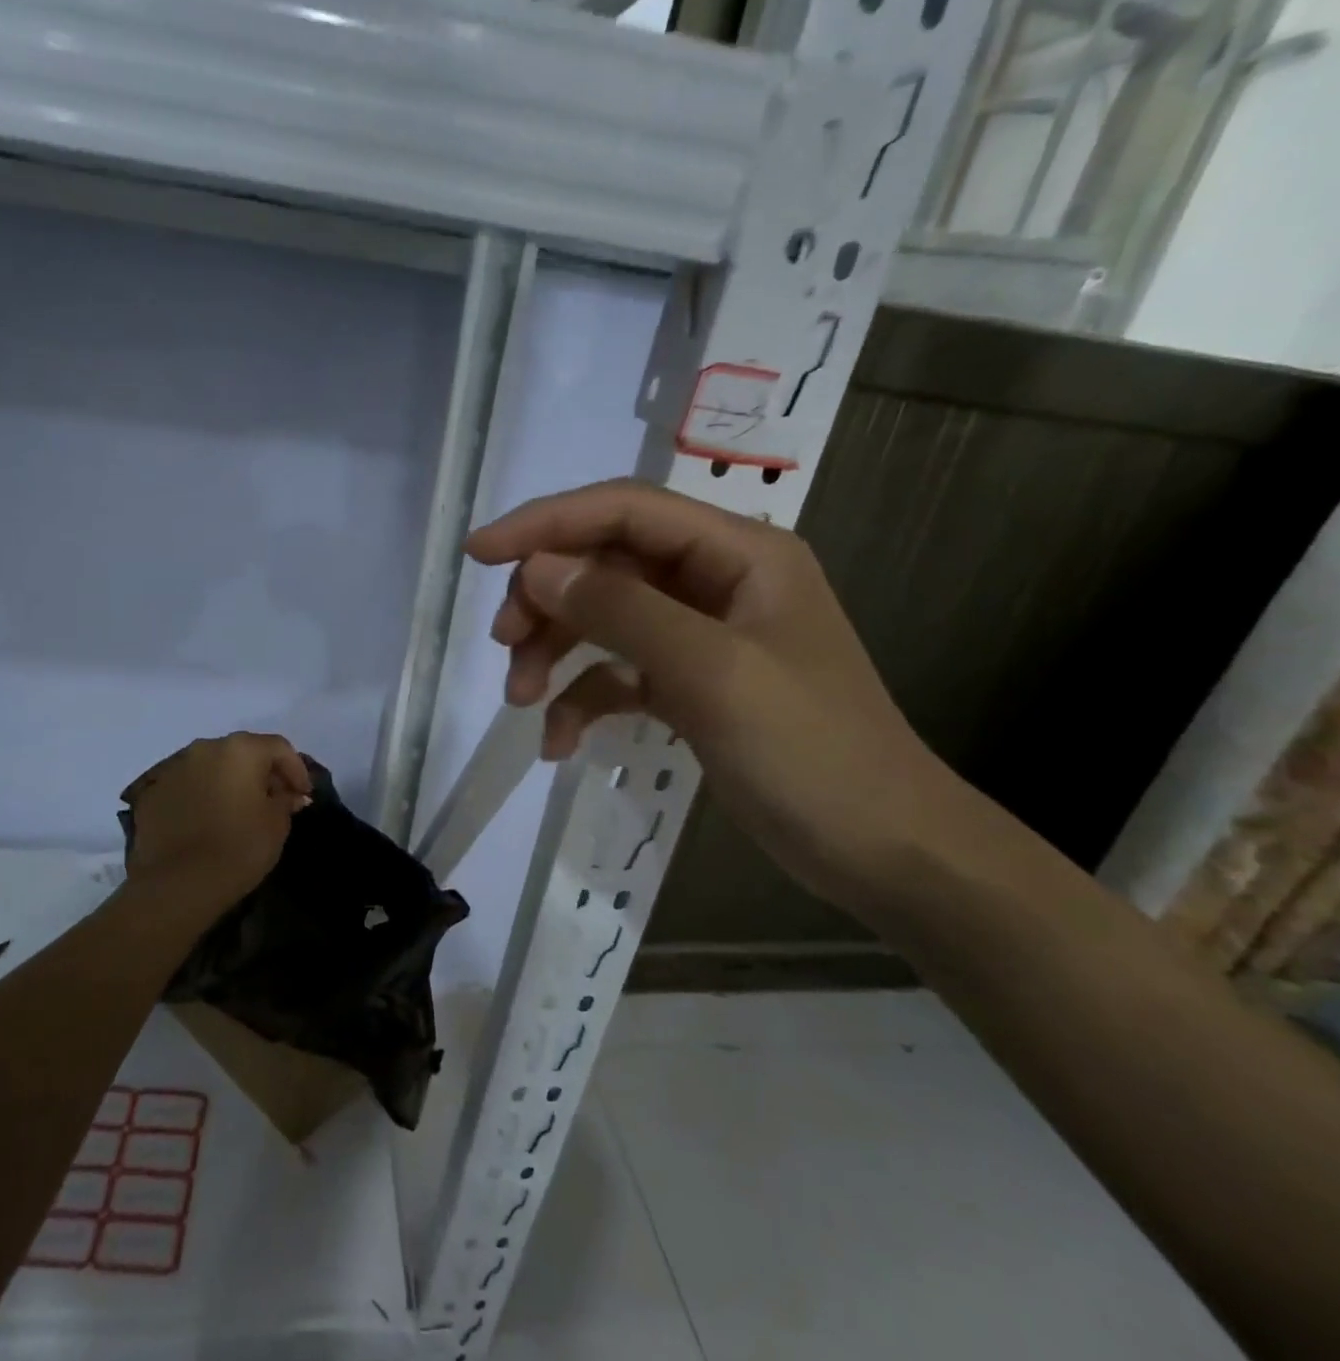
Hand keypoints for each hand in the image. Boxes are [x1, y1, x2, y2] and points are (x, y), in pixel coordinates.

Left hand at [120, 733, 313, 909]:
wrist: (179, 885)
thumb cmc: (239, 848)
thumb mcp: (277, 824)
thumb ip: (285, 800)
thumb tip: (288, 794)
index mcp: (241, 750)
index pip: (278, 748)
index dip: (297, 770)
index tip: (303, 795)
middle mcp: (205, 748)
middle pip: (243, 752)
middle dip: (261, 772)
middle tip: (274, 800)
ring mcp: (173, 768)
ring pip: (211, 766)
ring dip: (228, 781)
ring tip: (238, 810)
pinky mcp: (152, 792)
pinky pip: (186, 786)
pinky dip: (201, 796)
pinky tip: (207, 821)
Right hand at [466, 480, 974, 916]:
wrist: (880, 849)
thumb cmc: (810, 751)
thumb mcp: (711, 672)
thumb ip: (622, 611)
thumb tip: (539, 568)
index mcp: (738, 553)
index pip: (625, 511)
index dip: (546, 523)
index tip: (479, 553)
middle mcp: (716, 581)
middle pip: (605, 563)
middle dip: (546, 599)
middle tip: (503, 645)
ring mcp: (700, 636)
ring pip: (602, 619)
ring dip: (554, 652)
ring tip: (520, 699)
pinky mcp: (687, 686)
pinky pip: (616, 674)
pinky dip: (581, 701)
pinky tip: (558, 743)